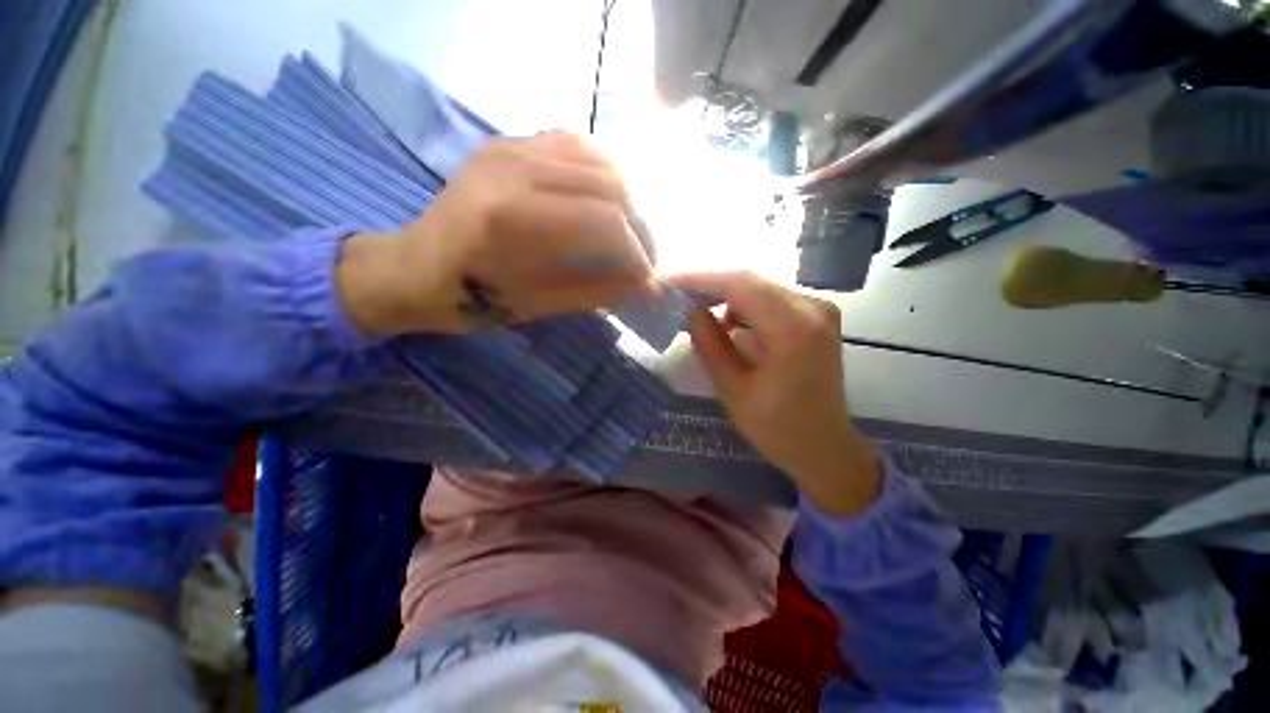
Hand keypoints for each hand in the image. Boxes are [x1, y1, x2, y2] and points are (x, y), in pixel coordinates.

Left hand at [338, 131, 654, 335]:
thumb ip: (596, 290)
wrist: (412, 266)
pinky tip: (607, 197)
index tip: (648, 277)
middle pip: (609, 185)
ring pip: (598, 157)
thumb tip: (645, 285)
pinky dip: (602, 170)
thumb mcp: (536, 305)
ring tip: (632, 230)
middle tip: (646, 256)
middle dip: (639, 225)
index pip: (605, 222)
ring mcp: (510, 146)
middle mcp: (514, 167)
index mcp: (513, 217)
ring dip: (626, 196)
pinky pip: (573, 143)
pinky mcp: (508, 142)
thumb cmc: (469, 297)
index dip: (637, 251)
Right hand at [671, 271, 881, 514]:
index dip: (701, 280)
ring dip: (727, 295)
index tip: (670, 282)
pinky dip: (745, 305)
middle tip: (679, 297)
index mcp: (794, 329)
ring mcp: (819, 309)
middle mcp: (812, 308)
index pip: (740, 285)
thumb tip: (690, 310)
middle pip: (751, 281)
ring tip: (698, 312)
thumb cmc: (777, 427)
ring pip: (760, 287)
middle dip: (711, 286)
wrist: (824, 446)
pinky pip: (772, 299)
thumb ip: (709, 344)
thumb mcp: (732, 389)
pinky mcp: (817, 316)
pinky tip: (728, 322)